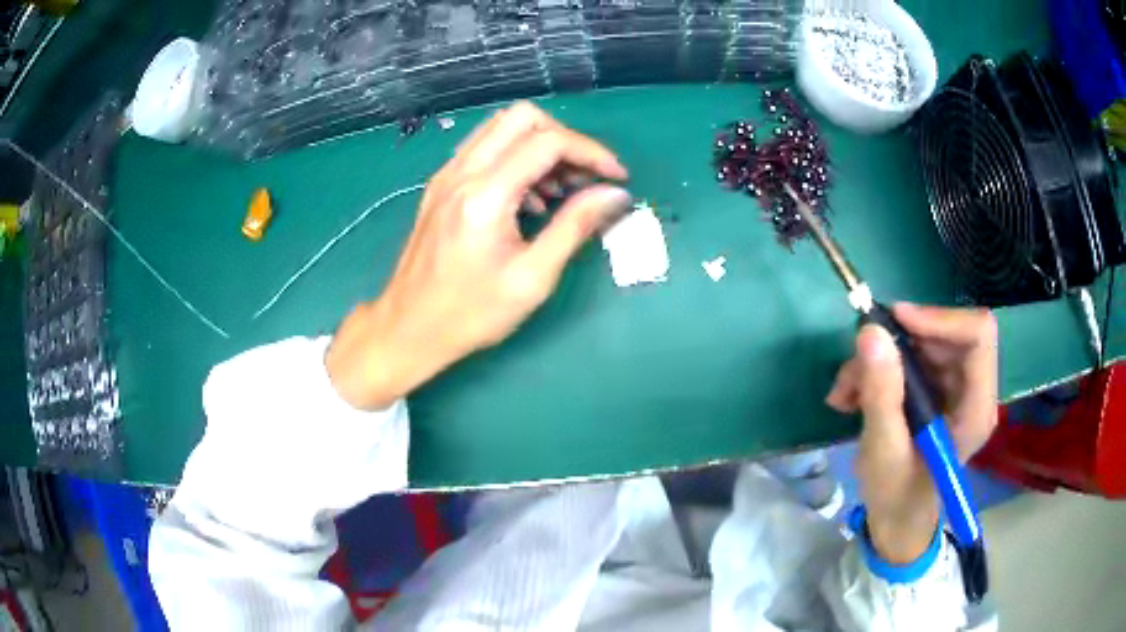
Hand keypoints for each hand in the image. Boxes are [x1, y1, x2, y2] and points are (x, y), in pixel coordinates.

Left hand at [326, 102, 630, 409]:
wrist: (408, 328)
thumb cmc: (471, 313)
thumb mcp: (532, 278)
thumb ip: (574, 227)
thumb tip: (615, 195)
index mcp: (485, 195)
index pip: (548, 142)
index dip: (592, 153)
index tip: (616, 178)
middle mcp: (462, 172)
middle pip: (523, 117)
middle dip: (565, 139)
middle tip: (586, 178)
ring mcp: (447, 175)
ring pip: (501, 128)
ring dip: (540, 145)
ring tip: (563, 189)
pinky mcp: (441, 185)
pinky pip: (484, 149)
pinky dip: (516, 157)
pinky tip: (530, 198)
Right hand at [825, 304, 997, 563]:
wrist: (897, 518)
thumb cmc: (896, 495)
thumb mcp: (884, 451)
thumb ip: (882, 394)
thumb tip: (870, 332)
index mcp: (975, 408)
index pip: (978, 336)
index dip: (940, 319)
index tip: (896, 323)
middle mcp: (973, 389)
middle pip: (947, 333)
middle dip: (899, 343)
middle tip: (858, 363)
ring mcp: (956, 387)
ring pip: (924, 342)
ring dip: (881, 358)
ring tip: (847, 390)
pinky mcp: (938, 387)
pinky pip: (911, 357)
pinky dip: (879, 368)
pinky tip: (853, 395)